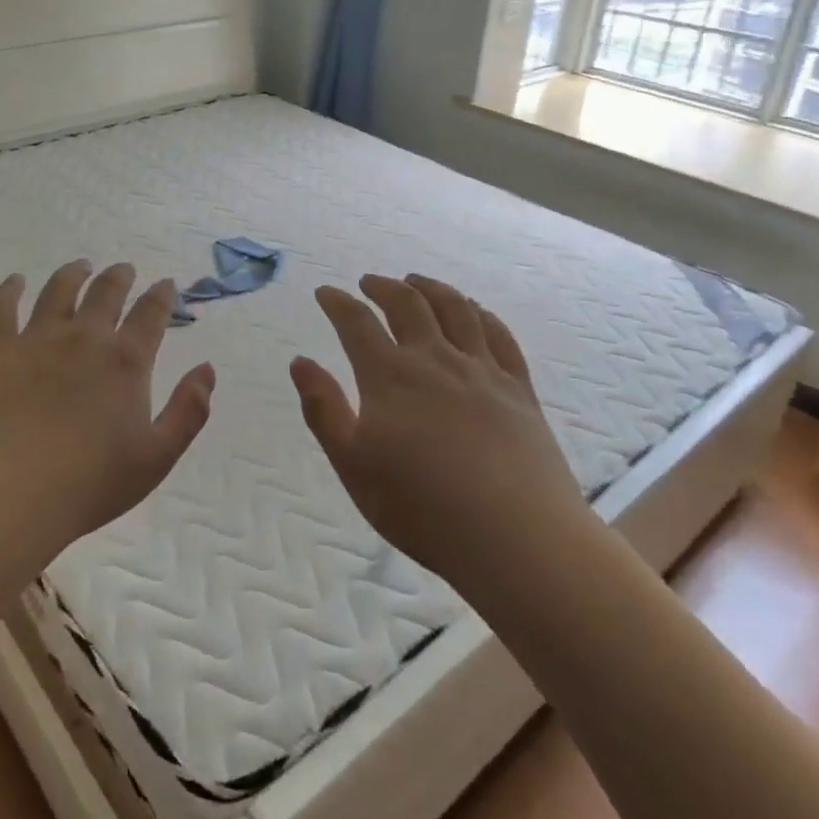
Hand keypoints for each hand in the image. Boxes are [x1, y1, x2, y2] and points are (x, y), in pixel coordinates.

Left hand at [0, 261, 214, 571]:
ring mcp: (37, 339)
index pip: (151, 313)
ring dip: (74, 273)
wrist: (10, 496)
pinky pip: (2, 307)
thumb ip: (189, 410)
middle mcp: (85, 337)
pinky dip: (9, 289)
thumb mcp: (158, 456)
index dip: (162, 295)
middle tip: (124, 270)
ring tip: (81, 267)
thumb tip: (207, 368)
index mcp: (126, 360)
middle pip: (106, 291)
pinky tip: (15, 282)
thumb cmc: (91, 483)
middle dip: (120, 276)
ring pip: (59, 290)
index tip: (167, 285)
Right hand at [290, 274, 590, 593]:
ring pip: (456, 309)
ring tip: (417, 281)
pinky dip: (481, 314)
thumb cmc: (421, 507)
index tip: (325, 293)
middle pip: (407, 304)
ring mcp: (482, 370)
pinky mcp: (519, 388)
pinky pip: (499, 335)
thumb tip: (299, 362)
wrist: (515, 537)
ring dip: (431, 288)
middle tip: (368, 283)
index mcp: (390, 376)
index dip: (337, 303)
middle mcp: (435, 359)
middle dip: (383, 287)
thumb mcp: (352, 464)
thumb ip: (322, 409)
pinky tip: (475, 311)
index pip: (356, 323)